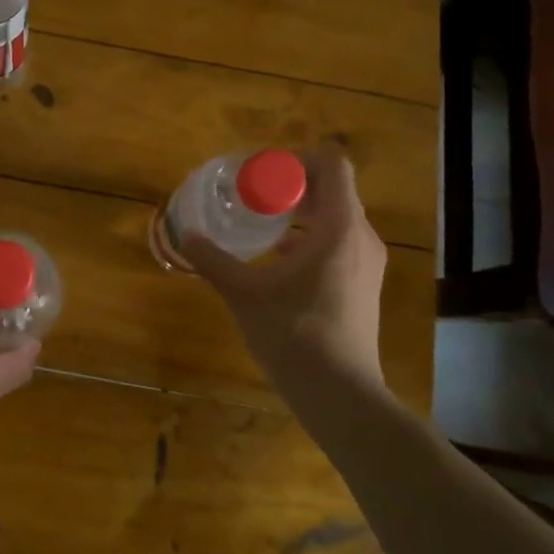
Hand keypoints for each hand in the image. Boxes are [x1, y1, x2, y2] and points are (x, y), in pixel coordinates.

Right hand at [181, 149, 388, 395]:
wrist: (339, 394)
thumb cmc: (294, 334)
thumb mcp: (245, 294)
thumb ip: (214, 261)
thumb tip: (186, 236)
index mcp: (340, 227)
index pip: (332, 165)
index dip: (297, 159)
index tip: (262, 171)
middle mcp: (361, 237)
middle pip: (333, 190)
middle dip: (293, 185)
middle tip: (253, 192)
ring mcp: (367, 263)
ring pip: (337, 218)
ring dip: (302, 212)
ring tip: (263, 220)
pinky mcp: (363, 285)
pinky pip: (339, 242)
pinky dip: (311, 237)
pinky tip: (278, 256)